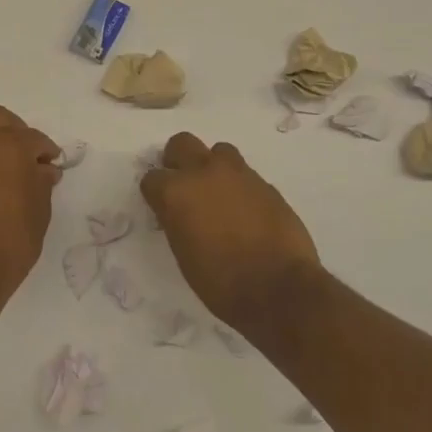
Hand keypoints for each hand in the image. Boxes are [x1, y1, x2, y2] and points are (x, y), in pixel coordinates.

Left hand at [0, 106, 60, 297]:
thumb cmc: (13, 237)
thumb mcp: (40, 208)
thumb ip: (42, 181)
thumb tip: (44, 169)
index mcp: (8, 145)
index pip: (34, 138)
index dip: (47, 151)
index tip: (54, 166)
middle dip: (17, 131)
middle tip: (31, 157)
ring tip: (13, 172)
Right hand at [140, 132, 322, 332]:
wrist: (279, 288)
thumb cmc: (222, 282)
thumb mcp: (184, 255)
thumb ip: (178, 222)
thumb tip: (181, 213)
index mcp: (176, 192)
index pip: (152, 178)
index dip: (156, 193)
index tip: (163, 208)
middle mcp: (204, 172)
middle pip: (182, 143)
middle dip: (178, 160)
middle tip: (185, 186)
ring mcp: (238, 174)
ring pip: (218, 151)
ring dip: (213, 167)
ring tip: (219, 195)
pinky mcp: (266, 183)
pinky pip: (245, 174)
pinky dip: (239, 186)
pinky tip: (245, 211)